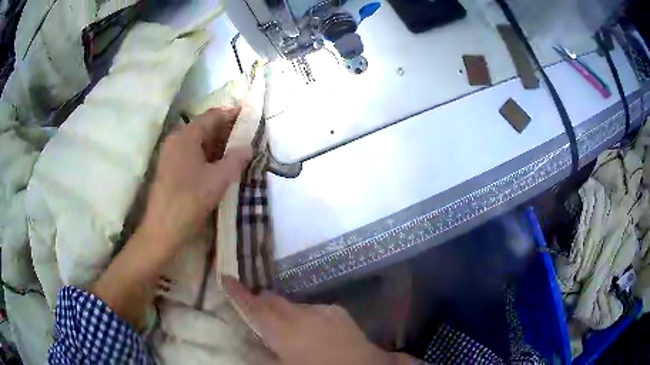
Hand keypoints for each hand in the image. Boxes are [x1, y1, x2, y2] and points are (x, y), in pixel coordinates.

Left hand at [91, 109, 250, 329]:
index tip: (250, 117)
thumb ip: (236, 160)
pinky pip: (191, 153)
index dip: (232, 114)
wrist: (162, 230)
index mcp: (186, 136)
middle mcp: (176, 139)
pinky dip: (207, 155)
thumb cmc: (189, 201)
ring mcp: (170, 154)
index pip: (213, 115)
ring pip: (198, 141)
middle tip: (247, 137)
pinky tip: (218, 166)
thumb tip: (247, 148)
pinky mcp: (168, 168)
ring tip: (236, 152)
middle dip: (226, 130)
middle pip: (204, 127)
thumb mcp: (218, 180)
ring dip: (217, 144)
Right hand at [223, 276, 412, 364]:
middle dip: (262, 302)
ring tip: (293, 330)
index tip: (226, 277)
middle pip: (272, 301)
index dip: (237, 292)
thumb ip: (266, 355)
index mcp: (280, 329)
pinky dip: (309, 317)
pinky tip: (317, 331)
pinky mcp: (336, 310)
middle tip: (259, 312)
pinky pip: (315, 310)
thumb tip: (252, 350)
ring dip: (288, 313)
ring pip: (294, 306)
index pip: (253, 306)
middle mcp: (297, 314)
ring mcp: (319, 310)